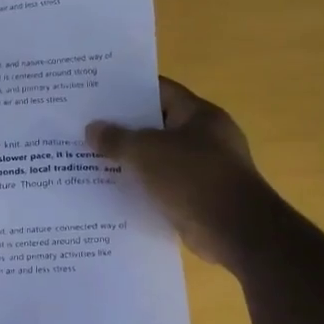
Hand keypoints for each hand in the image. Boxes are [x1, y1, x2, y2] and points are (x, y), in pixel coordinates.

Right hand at [87, 77, 256, 265]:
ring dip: (130, 161)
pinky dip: (141, 188)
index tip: (97, 95)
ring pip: (158, 159)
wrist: (236, 232)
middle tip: (86, 128)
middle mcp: (205, 138)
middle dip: (123, 129)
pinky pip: (162, 186)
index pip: (161, 91)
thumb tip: (91, 129)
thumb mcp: (147, 152)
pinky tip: (112, 192)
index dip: (129, 91)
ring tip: (91, 160)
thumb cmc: (194, 178)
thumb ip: (117, 139)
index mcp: (200, 115)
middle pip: (157, 125)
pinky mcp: (198, 199)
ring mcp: (204, 170)